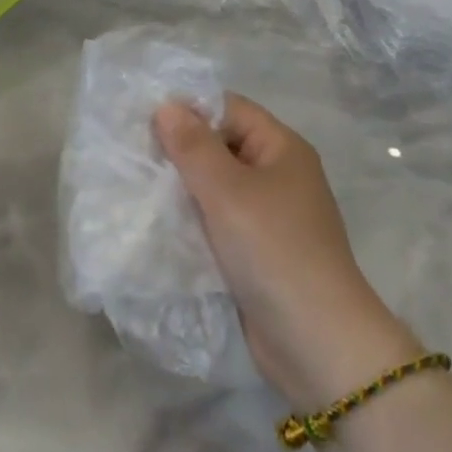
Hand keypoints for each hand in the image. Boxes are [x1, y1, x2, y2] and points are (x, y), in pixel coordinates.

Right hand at [156, 95, 418, 408]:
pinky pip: (216, 220)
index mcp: (281, 148)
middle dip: (179, 149)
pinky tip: (157, 220)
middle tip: (133, 152)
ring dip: (181, 187)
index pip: (228, 109)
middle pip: (220, 145)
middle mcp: (276, 175)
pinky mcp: (255, 251)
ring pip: (214, 185)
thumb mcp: (228, 191)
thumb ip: (194, 146)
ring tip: (136, 184)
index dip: (188, 109)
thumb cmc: (275, 250)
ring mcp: (267, 215)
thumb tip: (166, 106)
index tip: (143, 119)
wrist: (318, 346)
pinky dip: (191, 218)